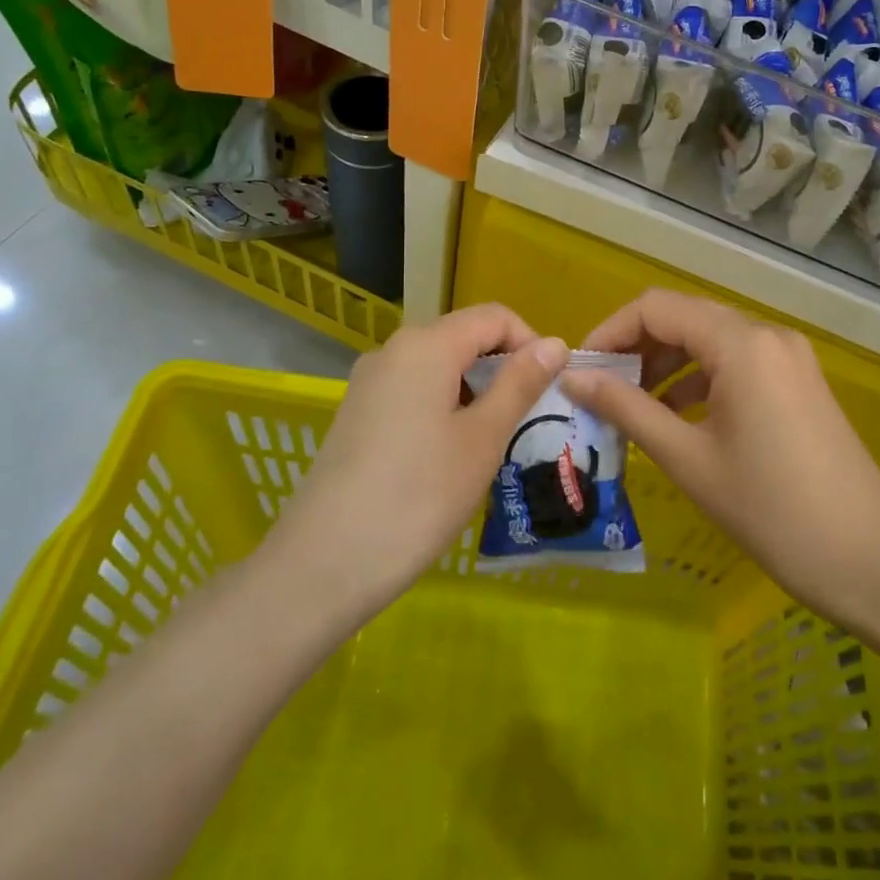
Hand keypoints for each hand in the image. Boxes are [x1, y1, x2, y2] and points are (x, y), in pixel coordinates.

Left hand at [262, 305, 568, 618]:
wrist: (324, 563)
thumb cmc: (419, 496)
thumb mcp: (483, 439)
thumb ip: (520, 383)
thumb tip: (555, 343)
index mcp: (427, 345)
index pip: (494, 317)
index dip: (530, 343)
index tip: (548, 389)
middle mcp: (393, 350)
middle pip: (463, 337)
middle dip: (502, 368)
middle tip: (525, 420)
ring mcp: (368, 382)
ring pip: (438, 366)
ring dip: (474, 390)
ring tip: (490, 443)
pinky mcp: (356, 413)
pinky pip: (412, 390)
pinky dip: (443, 406)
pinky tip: (448, 455)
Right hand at [560, 289, 879, 635]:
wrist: (869, 560)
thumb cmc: (771, 511)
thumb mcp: (687, 458)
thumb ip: (626, 408)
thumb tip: (572, 378)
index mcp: (740, 343)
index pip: (656, 308)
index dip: (610, 332)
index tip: (581, 371)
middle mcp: (766, 334)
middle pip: (683, 318)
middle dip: (635, 348)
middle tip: (600, 391)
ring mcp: (787, 356)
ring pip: (709, 340)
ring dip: (665, 364)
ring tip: (631, 406)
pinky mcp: (797, 380)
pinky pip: (735, 362)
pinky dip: (698, 379)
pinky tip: (676, 415)